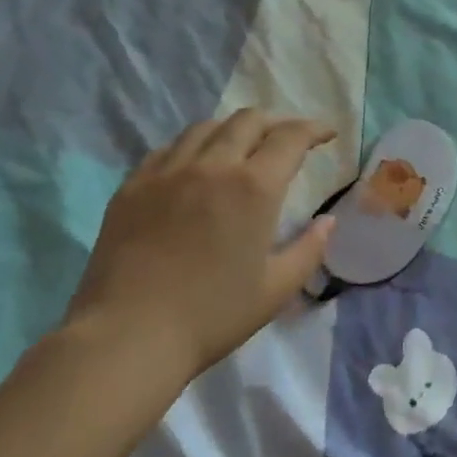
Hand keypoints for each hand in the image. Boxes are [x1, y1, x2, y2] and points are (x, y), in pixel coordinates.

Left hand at [67, 110, 335, 389]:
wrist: (128, 335)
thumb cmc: (212, 315)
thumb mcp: (276, 289)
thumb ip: (309, 249)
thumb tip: (328, 221)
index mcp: (254, 187)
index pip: (291, 137)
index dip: (314, 129)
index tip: (327, 134)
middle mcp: (213, 165)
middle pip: (249, 120)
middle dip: (275, 123)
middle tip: (287, 140)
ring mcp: (168, 171)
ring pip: (206, 127)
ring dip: (233, 129)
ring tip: (240, 147)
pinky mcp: (133, 185)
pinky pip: (168, 148)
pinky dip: (192, 147)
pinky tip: (194, 166)